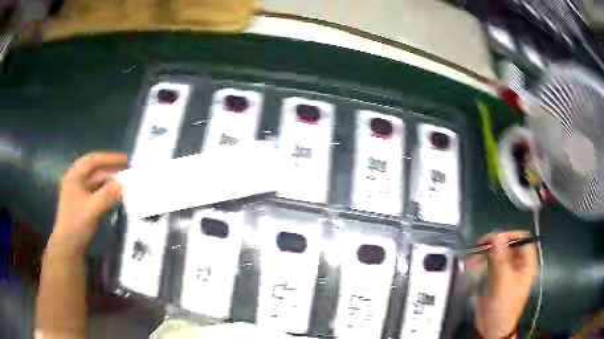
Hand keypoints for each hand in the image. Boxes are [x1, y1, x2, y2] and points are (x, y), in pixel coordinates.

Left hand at [49, 152, 127, 254]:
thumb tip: (123, 183)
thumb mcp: (92, 208)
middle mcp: (76, 181)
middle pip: (95, 171)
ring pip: (96, 183)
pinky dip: (106, 193)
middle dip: (111, 171)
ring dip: (110, 183)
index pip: (92, 160)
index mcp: (74, 176)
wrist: (68, 246)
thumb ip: (107, 194)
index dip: (109, 158)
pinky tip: (116, 197)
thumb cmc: (77, 224)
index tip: (125, 159)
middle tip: (128, 173)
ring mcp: (78, 193)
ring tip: (125, 185)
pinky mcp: (82, 204)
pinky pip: (96, 193)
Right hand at [466, 230, 538, 338]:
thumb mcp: (503, 280)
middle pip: (508, 246)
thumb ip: (500, 257)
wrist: (493, 329)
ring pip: (498, 255)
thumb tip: (496, 235)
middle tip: (479, 246)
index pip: (522, 239)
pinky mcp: (497, 279)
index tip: (494, 239)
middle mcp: (519, 265)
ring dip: (485, 254)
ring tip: (472, 258)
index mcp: (527, 263)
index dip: (510, 235)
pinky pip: (490, 265)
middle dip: (494, 245)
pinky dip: (482, 263)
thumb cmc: (504, 306)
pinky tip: (473, 265)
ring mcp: (507, 272)